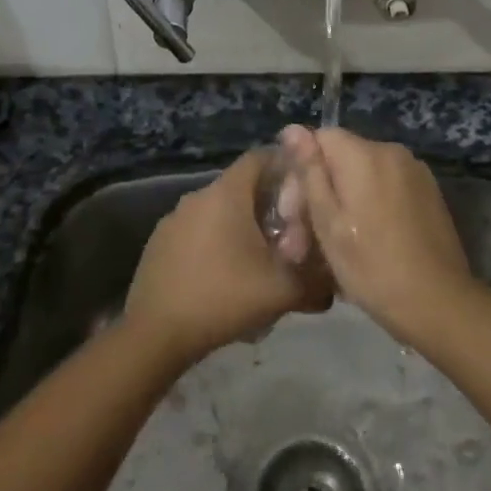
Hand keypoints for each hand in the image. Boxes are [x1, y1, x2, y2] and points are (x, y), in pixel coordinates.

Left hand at [125, 149, 332, 363]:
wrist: (156, 334)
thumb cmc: (223, 297)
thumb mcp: (282, 291)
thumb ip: (316, 283)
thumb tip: (335, 286)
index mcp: (227, 194)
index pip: (260, 157)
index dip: (285, 166)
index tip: (305, 189)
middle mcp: (197, 196)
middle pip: (240, 186)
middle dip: (266, 204)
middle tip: (290, 232)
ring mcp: (173, 219)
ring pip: (217, 211)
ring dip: (239, 227)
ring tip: (259, 259)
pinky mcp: (158, 243)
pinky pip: (196, 232)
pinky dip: (214, 244)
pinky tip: (224, 277)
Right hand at [275, 125, 476, 341]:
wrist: (437, 301)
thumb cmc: (371, 266)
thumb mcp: (328, 222)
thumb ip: (310, 172)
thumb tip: (293, 129)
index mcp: (365, 155)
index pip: (319, 139)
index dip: (300, 171)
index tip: (292, 213)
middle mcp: (392, 152)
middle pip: (342, 158)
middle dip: (319, 191)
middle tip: (302, 241)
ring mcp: (415, 172)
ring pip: (364, 176)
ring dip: (343, 202)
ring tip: (331, 246)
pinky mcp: (429, 193)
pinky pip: (387, 188)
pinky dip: (369, 206)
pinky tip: (363, 240)